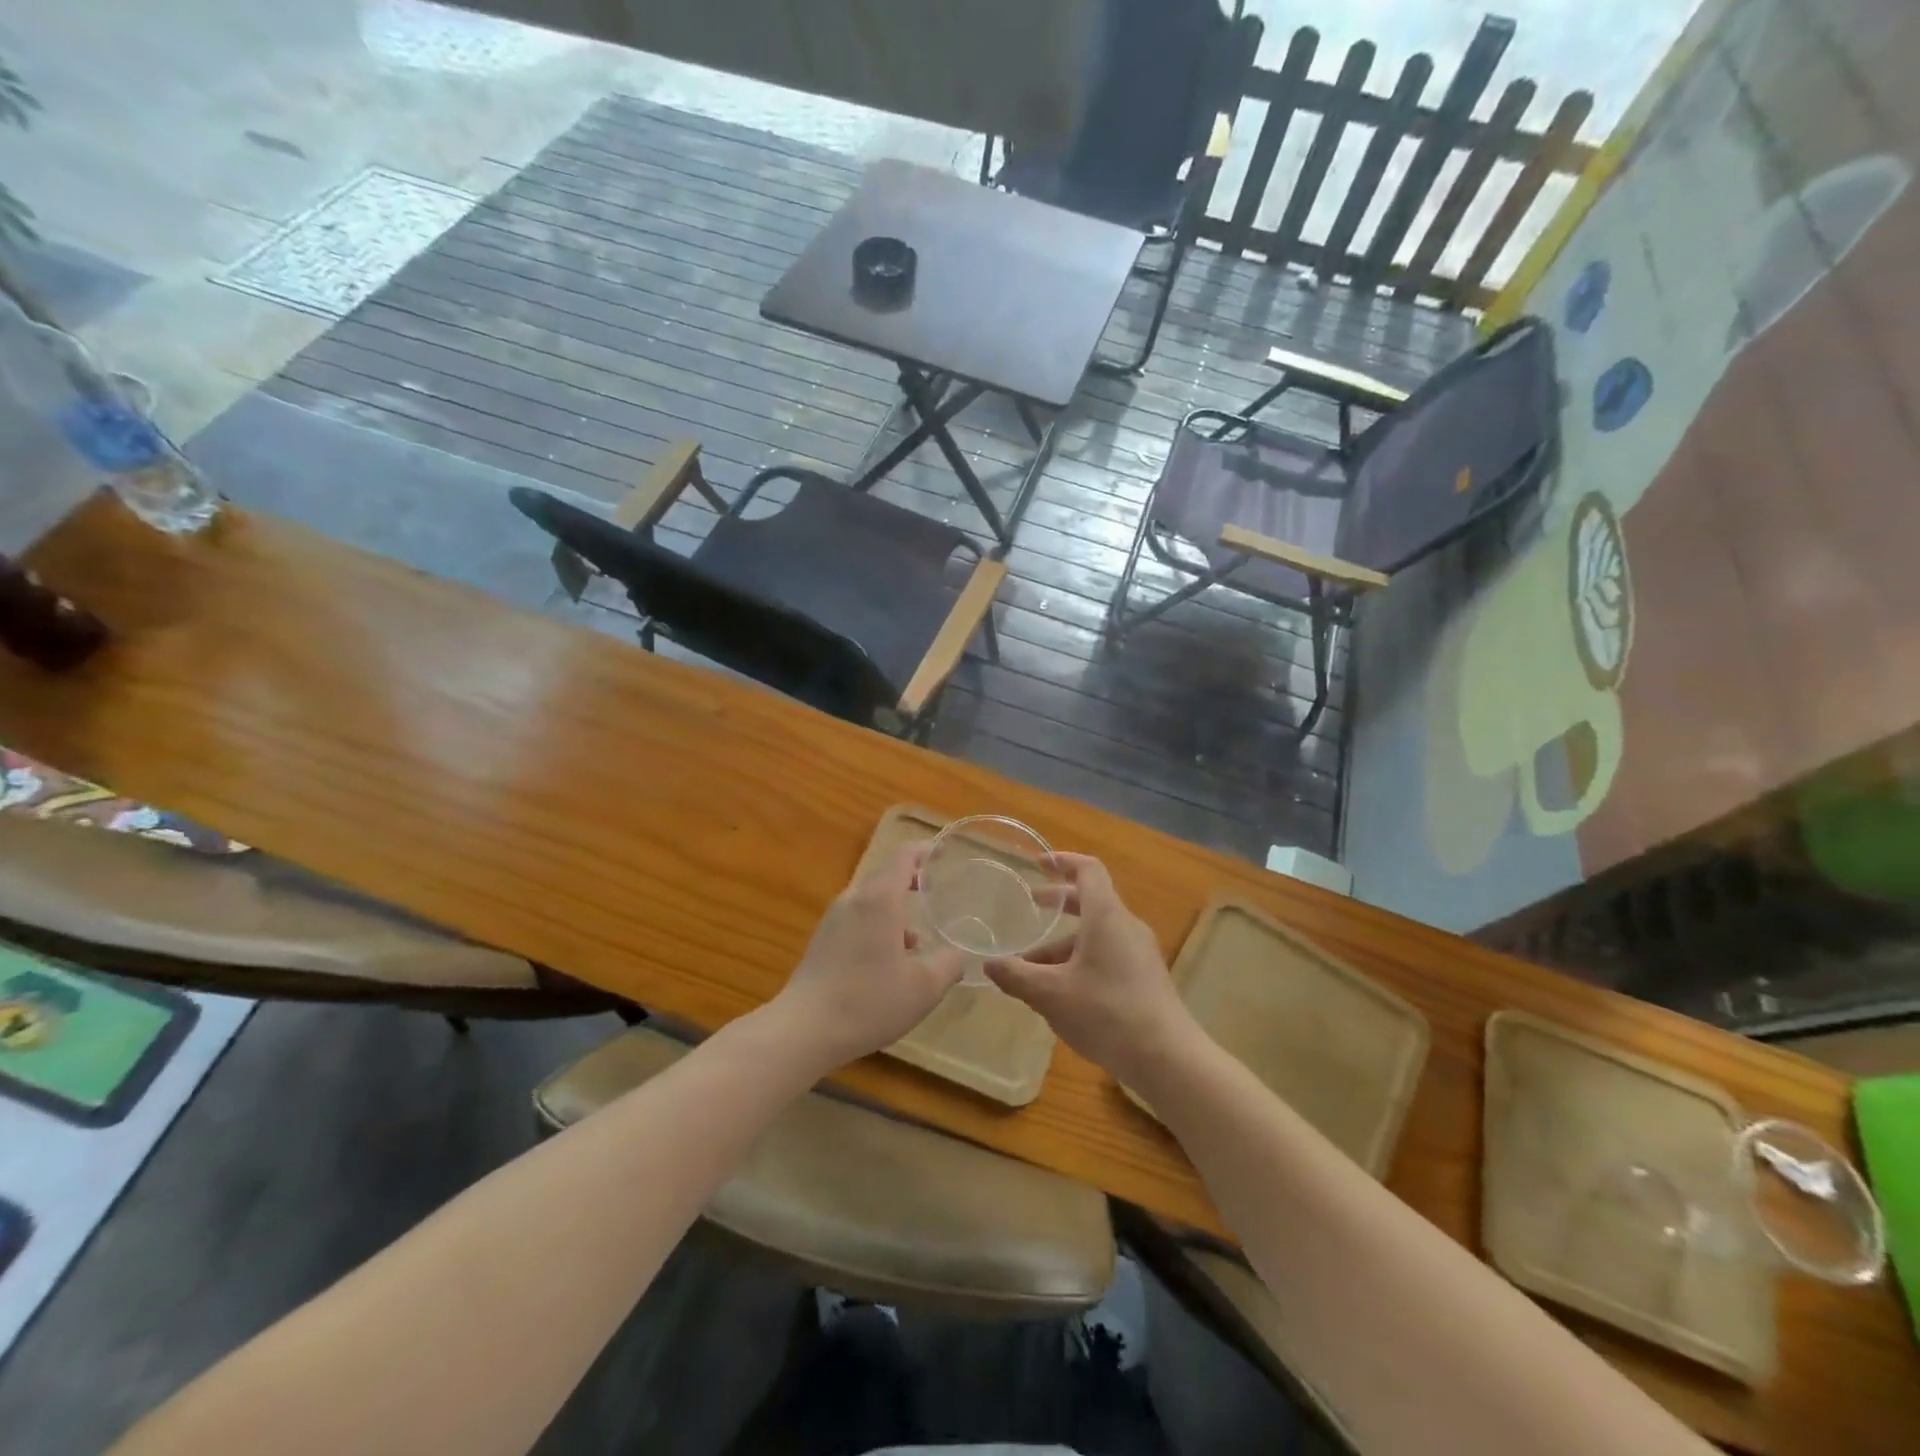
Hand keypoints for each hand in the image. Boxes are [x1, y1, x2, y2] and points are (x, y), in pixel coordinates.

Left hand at [770, 845, 965, 1071]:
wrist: (804, 1030)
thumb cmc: (869, 1001)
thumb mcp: (925, 987)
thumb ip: (949, 964)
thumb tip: (956, 954)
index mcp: (880, 898)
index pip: (903, 856)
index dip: (925, 850)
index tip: (943, 853)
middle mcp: (854, 899)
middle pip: (885, 875)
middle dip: (912, 880)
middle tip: (937, 892)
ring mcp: (833, 920)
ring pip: (870, 900)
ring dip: (895, 910)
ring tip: (919, 940)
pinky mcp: (822, 941)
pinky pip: (857, 919)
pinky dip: (878, 926)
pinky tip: (889, 962)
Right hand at [985, 854, 1199, 1086]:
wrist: (1167, 1058)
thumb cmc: (1106, 1013)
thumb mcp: (1051, 995)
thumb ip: (1017, 976)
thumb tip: (988, 965)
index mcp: (1106, 916)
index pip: (1088, 870)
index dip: (1063, 861)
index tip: (1039, 863)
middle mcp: (1126, 926)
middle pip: (1092, 901)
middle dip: (1059, 902)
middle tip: (1032, 906)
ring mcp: (1140, 953)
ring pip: (1097, 934)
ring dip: (1064, 943)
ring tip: (1032, 968)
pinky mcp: (1145, 978)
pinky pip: (1108, 955)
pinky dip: (1081, 960)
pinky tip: (1061, 992)